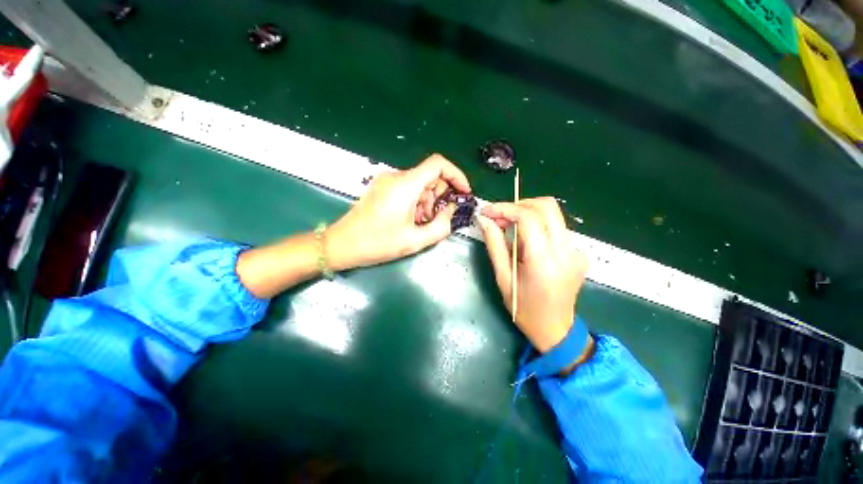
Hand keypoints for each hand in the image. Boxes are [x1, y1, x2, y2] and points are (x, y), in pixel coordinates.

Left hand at [326, 154, 470, 269]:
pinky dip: (416, 202)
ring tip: (421, 224)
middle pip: (430, 176)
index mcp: (405, 185)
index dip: (456, 175)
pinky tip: (410, 220)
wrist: (342, 244)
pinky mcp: (382, 187)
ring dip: (428, 203)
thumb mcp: (415, 239)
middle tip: (438, 219)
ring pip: (419, 184)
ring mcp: (387, 181)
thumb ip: (442, 225)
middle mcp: (396, 176)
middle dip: (440, 197)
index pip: (438, 164)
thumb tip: (453, 211)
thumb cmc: (377, 243)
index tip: (464, 193)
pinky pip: (407, 189)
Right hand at [478, 197, 588, 352]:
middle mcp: (566, 250)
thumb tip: (485, 220)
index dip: (504, 208)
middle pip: (546, 206)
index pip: (527, 217)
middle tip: (499, 217)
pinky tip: (526, 241)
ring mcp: (576, 250)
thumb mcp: (503, 277)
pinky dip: (537, 225)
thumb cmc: (524, 308)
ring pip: (553, 214)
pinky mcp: (579, 252)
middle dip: (518, 205)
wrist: (555, 329)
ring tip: (509, 227)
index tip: (487, 211)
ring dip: (527, 213)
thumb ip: (494, 245)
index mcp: (544, 259)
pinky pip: (556, 227)